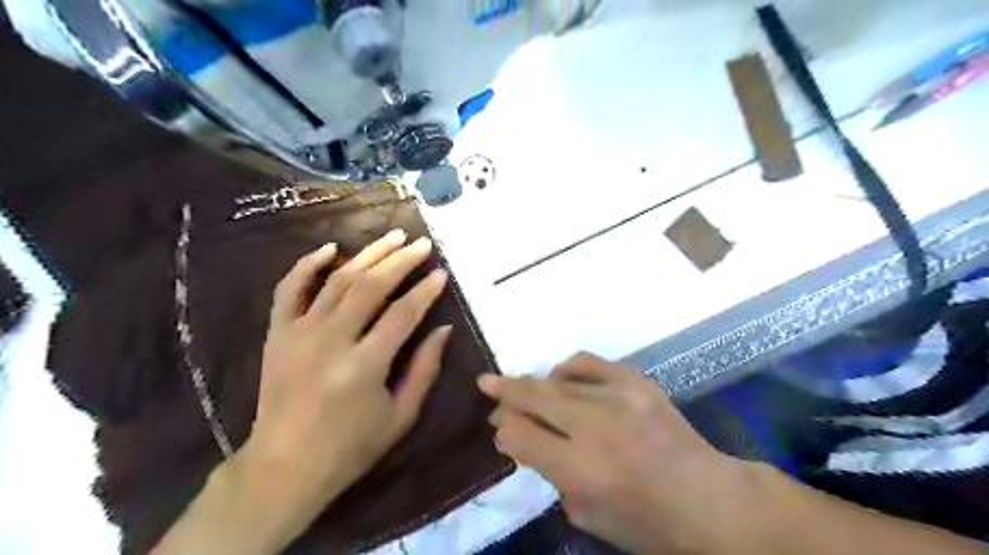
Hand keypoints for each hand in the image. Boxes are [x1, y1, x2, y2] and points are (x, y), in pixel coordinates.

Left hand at [243, 230, 451, 527]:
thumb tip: (444, 329)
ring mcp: (299, 334)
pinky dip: (307, 265)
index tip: (441, 273)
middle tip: (421, 244)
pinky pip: (288, 289)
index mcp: (364, 365)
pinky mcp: (277, 334)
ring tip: (392, 237)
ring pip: (337, 280)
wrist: (284, 466)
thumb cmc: (350, 447)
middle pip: (371, 286)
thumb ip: (425, 369)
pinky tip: (330, 248)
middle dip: (400, 261)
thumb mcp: (401, 416)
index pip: (403, 313)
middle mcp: (331, 341)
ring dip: (367, 254)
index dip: (425, 291)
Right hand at [477, 353, 740, 553]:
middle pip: (534, 397)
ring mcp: (619, 396)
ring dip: (534, 381)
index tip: (500, 428)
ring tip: (526, 386)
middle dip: (504, 390)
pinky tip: (562, 377)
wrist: (709, 499)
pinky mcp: (637, 381)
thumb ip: (549, 472)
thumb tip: (520, 435)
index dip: (504, 430)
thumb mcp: (586, 514)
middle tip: (486, 382)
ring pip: (557, 377)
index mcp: (581, 470)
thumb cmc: (645, 522)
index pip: (520, 436)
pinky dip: (568, 369)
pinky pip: (589, 362)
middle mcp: (596, 427)